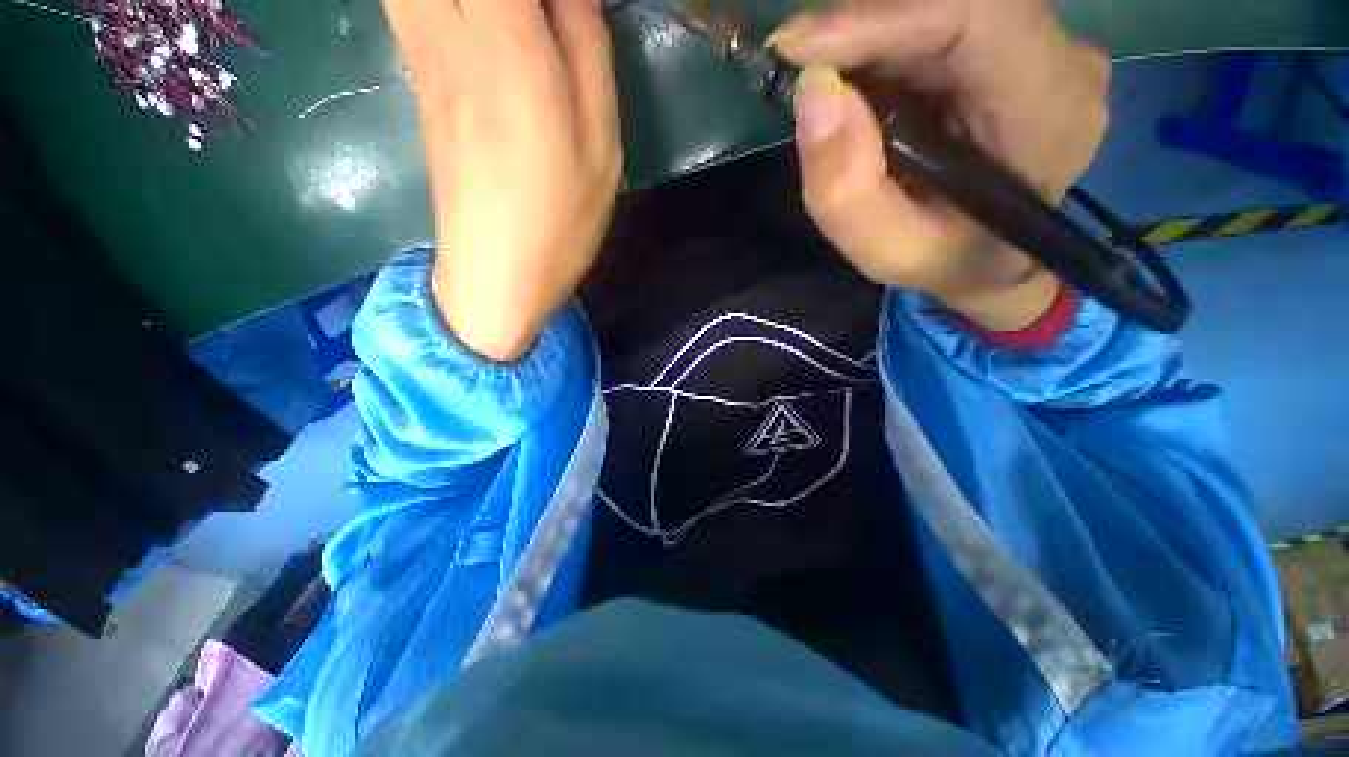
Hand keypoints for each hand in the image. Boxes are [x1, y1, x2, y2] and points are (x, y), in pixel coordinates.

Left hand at [383, 0, 620, 360]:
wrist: (497, 273)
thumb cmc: (561, 218)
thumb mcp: (600, 142)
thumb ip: (588, 51)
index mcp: (507, 44)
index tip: (569, 4)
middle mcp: (449, 31)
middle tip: (542, 19)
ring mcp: (422, 54)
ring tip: (514, 24)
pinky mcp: (417, 79)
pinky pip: (408, 0)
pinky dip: (440, 1)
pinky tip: (476, 21)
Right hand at [772, 0, 1110, 331]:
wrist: (989, 261)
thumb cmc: (944, 262)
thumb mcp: (885, 251)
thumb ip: (846, 192)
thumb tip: (813, 93)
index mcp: (1049, 114)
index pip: (975, 18)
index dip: (881, 19)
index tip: (798, 50)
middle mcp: (1062, 61)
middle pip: (955, 1)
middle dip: (863, 26)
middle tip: (797, 64)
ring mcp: (1043, 47)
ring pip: (944, 5)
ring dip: (869, 34)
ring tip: (821, 77)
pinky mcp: (1014, 46)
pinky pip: (941, 19)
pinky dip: (884, 41)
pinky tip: (853, 77)